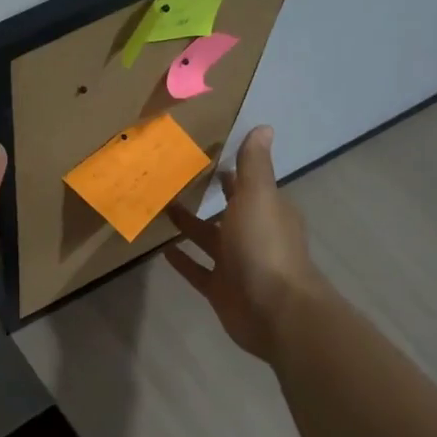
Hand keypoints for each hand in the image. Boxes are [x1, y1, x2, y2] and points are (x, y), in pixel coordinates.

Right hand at [164, 125, 326, 360]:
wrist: (273, 309)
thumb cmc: (264, 246)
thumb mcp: (258, 196)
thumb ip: (254, 165)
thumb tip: (264, 127)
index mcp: (266, 210)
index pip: (247, 185)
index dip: (229, 172)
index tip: (202, 157)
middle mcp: (253, 235)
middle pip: (227, 212)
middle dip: (207, 198)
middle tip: (174, 181)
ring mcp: (236, 264)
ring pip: (209, 240)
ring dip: (189, 226)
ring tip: (162, 210)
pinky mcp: (220, 289)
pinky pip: (198, 271)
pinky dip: (183, 261)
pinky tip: (163, 251)